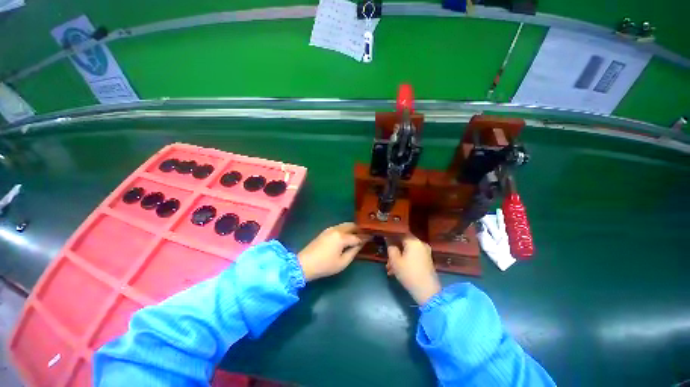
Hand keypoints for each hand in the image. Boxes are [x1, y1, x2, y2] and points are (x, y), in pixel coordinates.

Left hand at [298, 223, 366, 280]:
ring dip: (353, 228)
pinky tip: (348, 234)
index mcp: (342, 237)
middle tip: (367, 234)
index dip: (366, 237)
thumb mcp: (342, 262)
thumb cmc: (325, 265)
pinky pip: (340, 227)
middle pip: (352, 226)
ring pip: (345, 225)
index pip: (357, 236)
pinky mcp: (326, 231)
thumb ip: (353, 251)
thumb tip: (361, 244)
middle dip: (360, 229)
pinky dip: (346, 229)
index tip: (373, 236)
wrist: (304, 263)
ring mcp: (330, 229)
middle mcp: (337, 229)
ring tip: (359, 234)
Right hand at [386, 236, 440, 304]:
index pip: (401, 232)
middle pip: (404, 243)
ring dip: (398, 257)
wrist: (428, 292)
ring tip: (390, 268)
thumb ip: (391, 247)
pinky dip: (405, 260)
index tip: (384, 238)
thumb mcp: (395, 261)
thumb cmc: (409, 273)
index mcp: (414, 241)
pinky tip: (397, 270)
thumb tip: (389, 240)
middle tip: (387, 259)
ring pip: (407, 251)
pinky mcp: (426, 261)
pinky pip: (413, 256)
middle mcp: (421, 244)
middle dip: (394, 250)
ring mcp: (425, 253)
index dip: (392, 235)